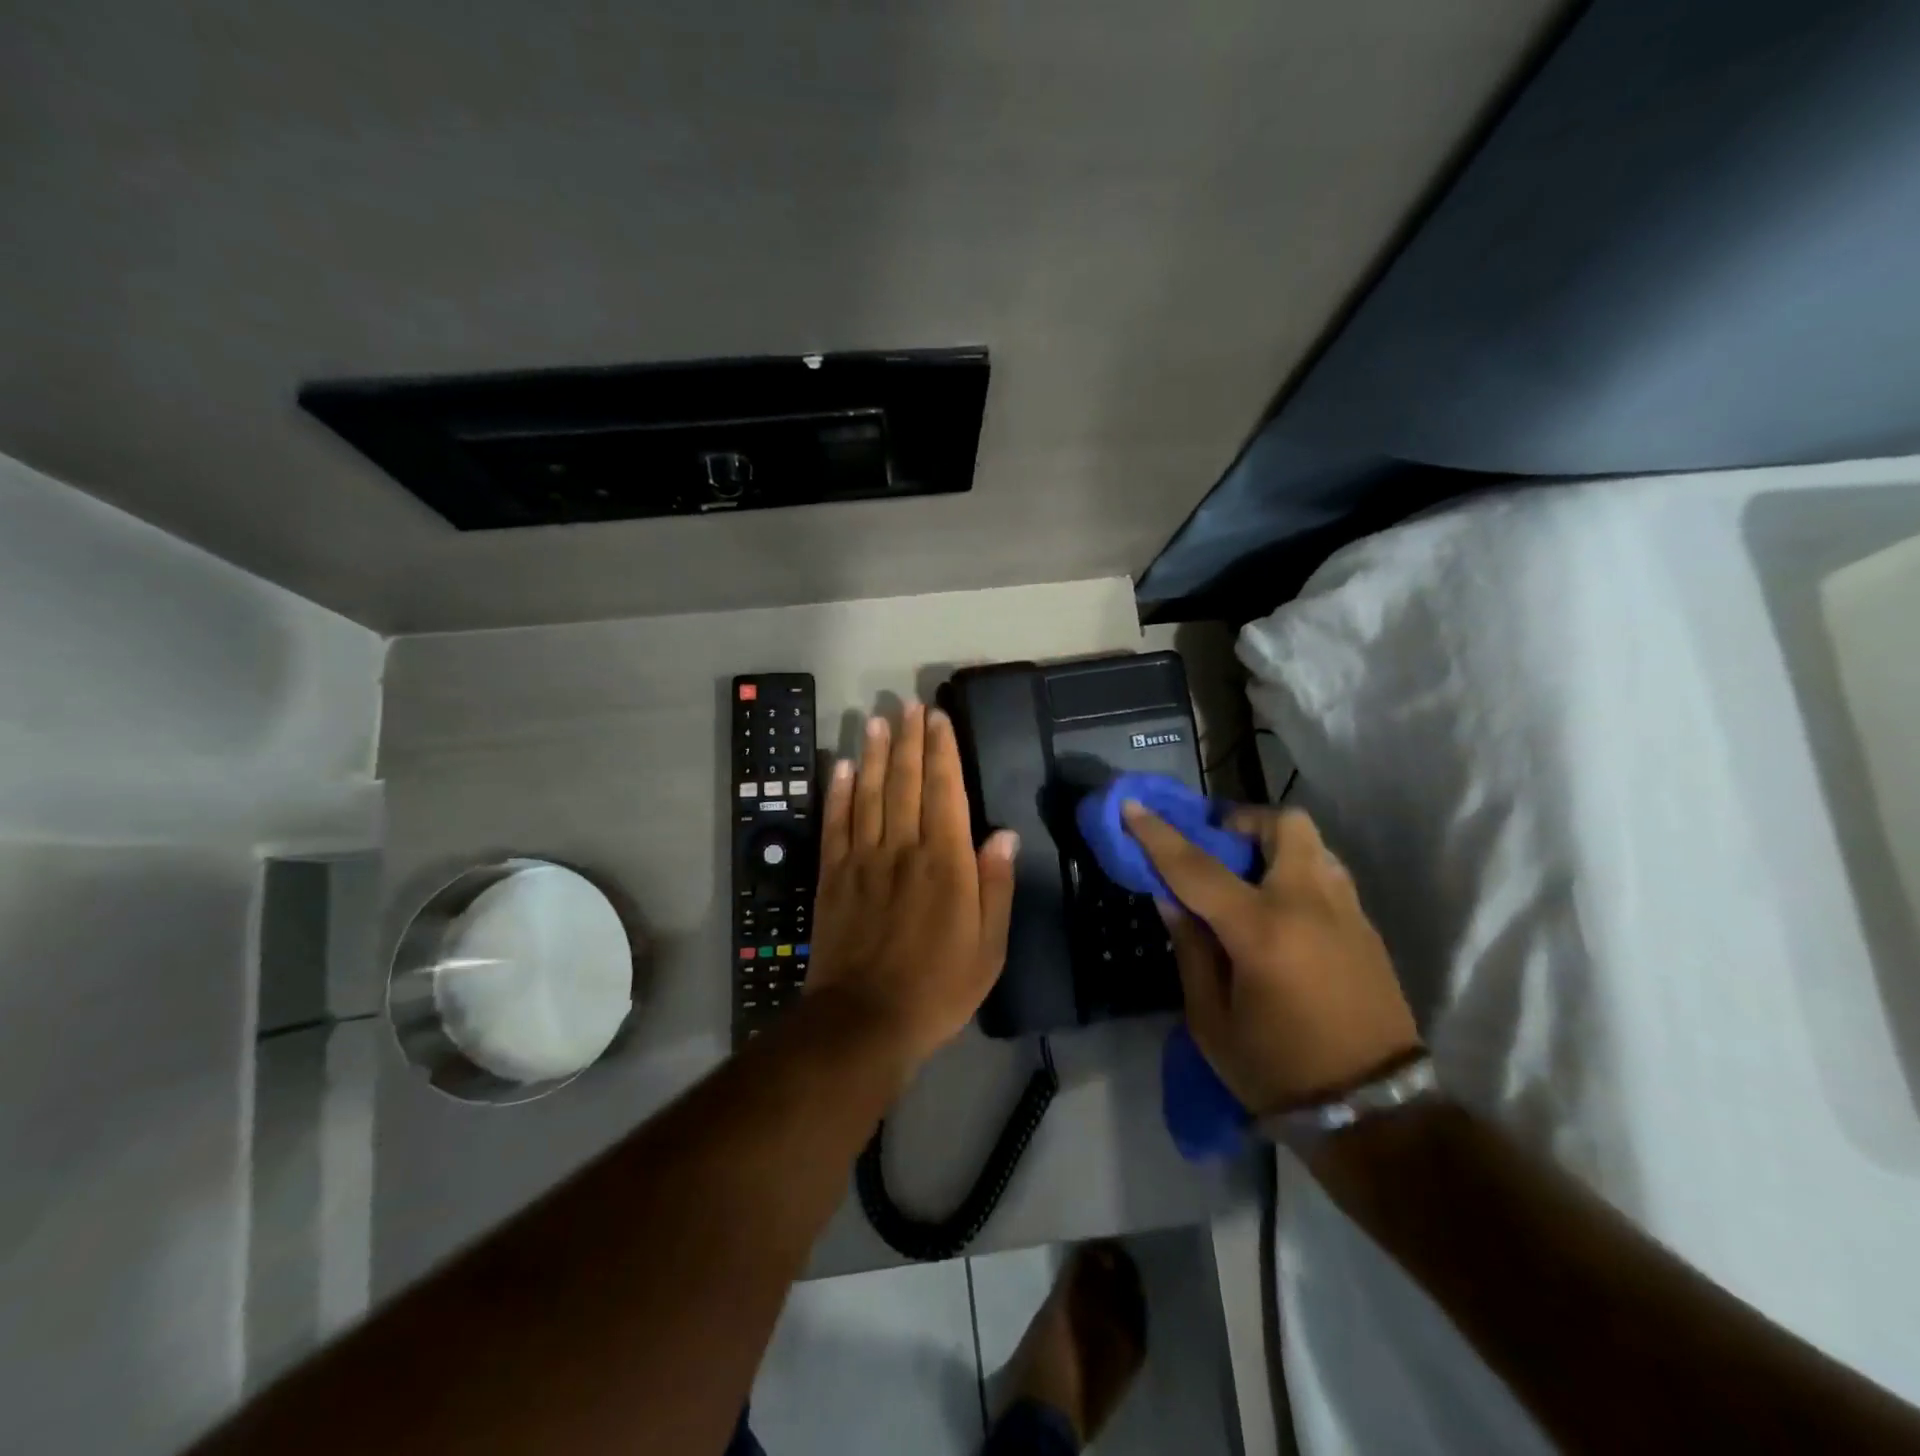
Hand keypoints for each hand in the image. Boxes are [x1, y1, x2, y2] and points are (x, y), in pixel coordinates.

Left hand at [806, 702, 1019, 1071]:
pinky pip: (836, 824)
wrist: (865, 1020)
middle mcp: (903, 850)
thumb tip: (1002, 833)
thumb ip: (995, 886)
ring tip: (877, 720)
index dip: (942, 752)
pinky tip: (841, 765)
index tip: (939, 719)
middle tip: (909, 705)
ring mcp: (863, 860)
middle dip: (909, 740)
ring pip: (869, 794)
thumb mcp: (989, 947)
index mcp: (945, 864)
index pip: (944, 793)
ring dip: (874, 754)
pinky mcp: (833, 876)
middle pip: (905, 782)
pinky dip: (838, 792)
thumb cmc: (938, 987)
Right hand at [1123, 801, 1419, 1114]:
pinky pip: (1327, 873)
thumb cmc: (1277, 1071)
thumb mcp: (1211, 1021)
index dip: (1158, 834)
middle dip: (1244, 823)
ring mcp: (1346, 912)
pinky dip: (1296, 872)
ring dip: (1273, 845)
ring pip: (1312, 843)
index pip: (1197, 867)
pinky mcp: (1367, 928)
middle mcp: (1309, 905)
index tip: (1133, 806)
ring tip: (1248, 879)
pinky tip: (1280, 911)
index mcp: (1261, 931)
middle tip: (1219, 849)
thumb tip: (1171, 898)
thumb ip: (1190, 949)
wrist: (1373, 1114)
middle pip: (1284, 824)